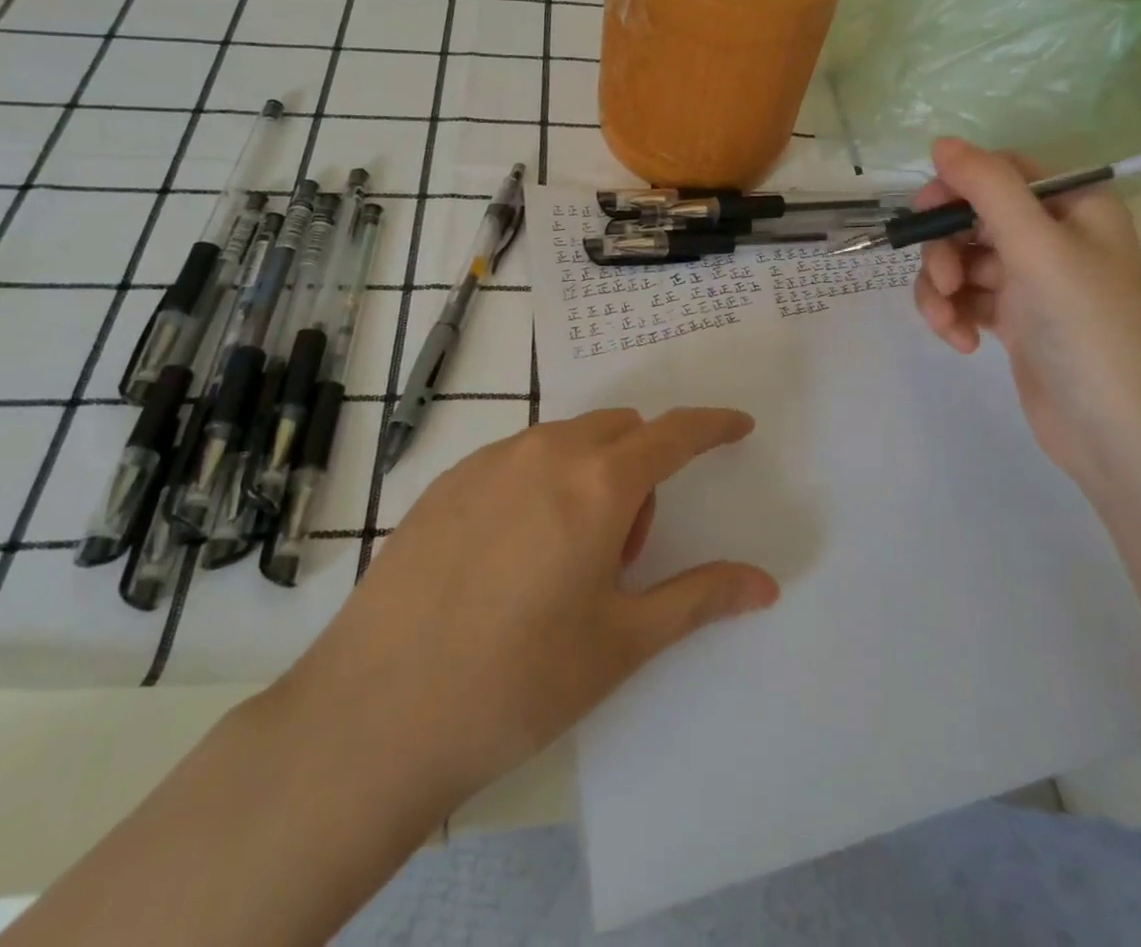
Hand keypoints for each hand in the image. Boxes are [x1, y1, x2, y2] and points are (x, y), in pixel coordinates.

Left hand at [279, 408, 778, 807]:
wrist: (375, 714)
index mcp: (597, 484)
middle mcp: (545, 452)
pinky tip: (510, 555)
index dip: (711, 426)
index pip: (673, 433)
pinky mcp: (446, 482)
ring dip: (590, 474)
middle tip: (624, 550)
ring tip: (565, 558)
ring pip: (566, 441)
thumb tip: (765, 583)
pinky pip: (517, 458)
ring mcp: (488, 462)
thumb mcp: (622, 643)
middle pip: (619, 431)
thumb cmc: (518, 682)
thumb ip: (699, 598)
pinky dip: (541, 481)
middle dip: (642, 469)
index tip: (737, 426)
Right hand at [912, 137, 1140, 481]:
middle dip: (946, 249)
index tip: (924, 213)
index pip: (1002, 173)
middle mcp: (1054, 237)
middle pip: (972, 218)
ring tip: (946, 324)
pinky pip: (965, 298)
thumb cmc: (1086, 327)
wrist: (1114, 431)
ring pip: (961, 261)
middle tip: (944, 280)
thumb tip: (942, 142)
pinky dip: (953, 315)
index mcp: (1074, 207)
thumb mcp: (1037, 246)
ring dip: (942, 289)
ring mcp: (1032, 281)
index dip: (957, 186)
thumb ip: (988, 187)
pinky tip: (960, 343)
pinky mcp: (1014, 319)